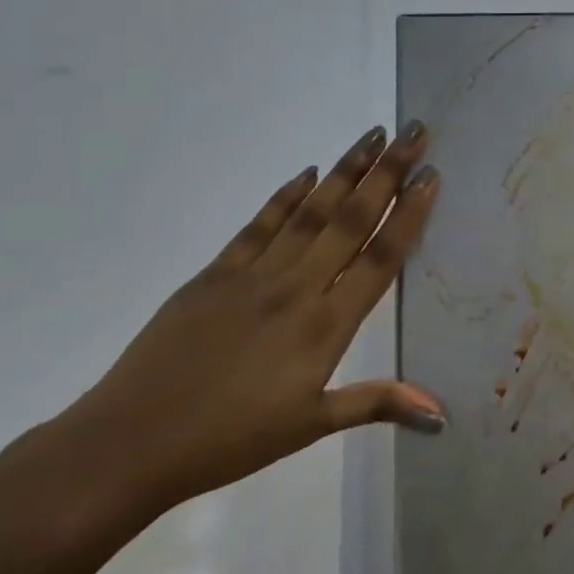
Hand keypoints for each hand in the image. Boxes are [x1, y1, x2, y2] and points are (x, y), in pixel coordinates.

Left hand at [54, 121, 447, 514]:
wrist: (132, 442)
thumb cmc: (231, 440)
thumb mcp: (311, 425)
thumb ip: (378, 403)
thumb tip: (442, 413)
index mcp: (325, 325)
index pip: (379, 258)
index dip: (409, 214)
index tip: (430, 175)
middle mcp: (296, 287)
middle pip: (350, 220)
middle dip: (387, 172)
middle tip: (413, 131)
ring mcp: (253, 274)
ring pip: (310, 212)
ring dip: (345, 171)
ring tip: (372, 136)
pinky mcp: (215, 273)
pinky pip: (260, 225)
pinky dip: (286, 196)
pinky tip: (308, 172)